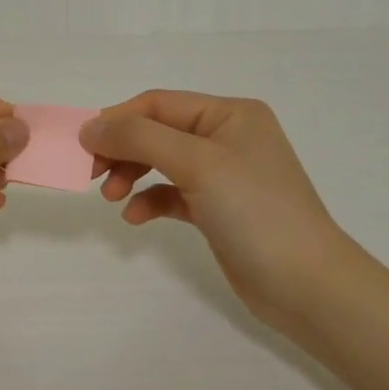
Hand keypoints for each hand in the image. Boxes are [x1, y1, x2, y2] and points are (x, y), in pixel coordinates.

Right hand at [82, 91, 355, 332]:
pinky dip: (150, 200)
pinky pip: (172, 193)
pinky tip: (136, 218)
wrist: (306, 285)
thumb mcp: (197, 164)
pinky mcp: (218, 209)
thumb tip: (90, 128)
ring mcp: (223, 174)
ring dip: (131, 175)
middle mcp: (226, 137)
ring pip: (161, 162)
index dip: (117, 120)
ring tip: (111, 198)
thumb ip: (140, 139)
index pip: (158, 104)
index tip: (83, 147)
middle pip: (157, 131)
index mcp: (229, 114)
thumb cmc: (255, 212)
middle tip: (91, 175)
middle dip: (122, 150)